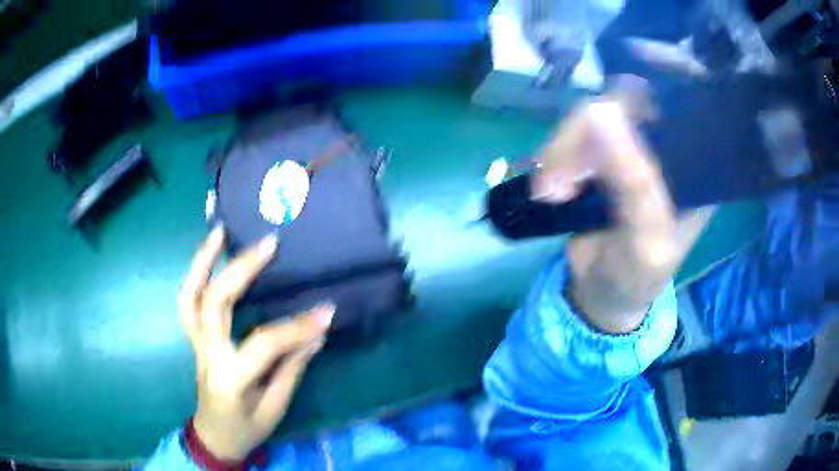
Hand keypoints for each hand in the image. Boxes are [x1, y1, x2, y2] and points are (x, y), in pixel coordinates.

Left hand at [178, 227, 333, 460]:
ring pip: (190, 296)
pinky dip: (196, 274)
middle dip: (240, 270)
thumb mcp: (275, 407)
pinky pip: (189, 302)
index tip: (327, 311)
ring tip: (220, 232)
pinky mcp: (194, 338)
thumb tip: (316, 332)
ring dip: (203, 261)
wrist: (214, 436)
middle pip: (214, 304)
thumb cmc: (246, 428)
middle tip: (268, 244)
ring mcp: (196, 344)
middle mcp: (207, 355)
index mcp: (230, 379)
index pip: (263, 344)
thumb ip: (292, 367)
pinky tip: (210, 255)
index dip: (296, 327)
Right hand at [532, 96, 712, 332]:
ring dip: (563, 151)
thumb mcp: (645, 239)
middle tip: (558, 181)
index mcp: (694, 166)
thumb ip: (634, 181)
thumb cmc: (636, 276)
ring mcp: (630, 146)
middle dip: (584, 136)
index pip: (675, 106)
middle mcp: (665, 147)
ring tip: (548, 193)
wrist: (600, 294)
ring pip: (594, 116)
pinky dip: (555, 156)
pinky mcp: (599, 154)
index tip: (607, 117)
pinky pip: (575, 134)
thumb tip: (601, 109)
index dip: (644, 96)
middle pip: (627, 102)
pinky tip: (548, 186)